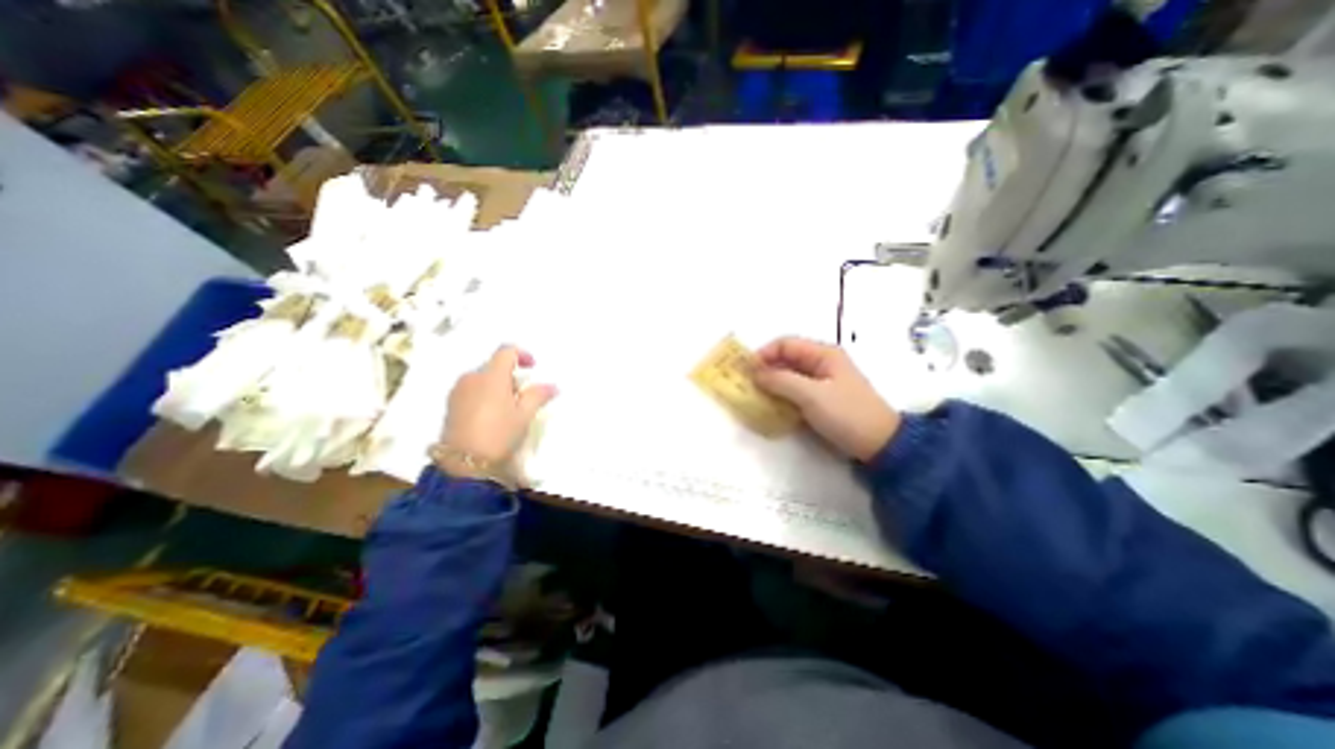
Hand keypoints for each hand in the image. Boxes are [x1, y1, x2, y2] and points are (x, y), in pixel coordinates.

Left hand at [441, 347, 558, 480]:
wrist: (463, 463)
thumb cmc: (499, 434)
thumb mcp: (524, 415)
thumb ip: (538, 396)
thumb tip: (552, 386)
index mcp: (492, 376)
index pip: (506, 351)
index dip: (522, 354)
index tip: (533, 367)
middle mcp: (472, 377)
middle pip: (494, 365)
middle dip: (511, 375)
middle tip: (523, 396)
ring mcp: (458, 390)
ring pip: (482, 378)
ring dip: (497, 385)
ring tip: (507, 409)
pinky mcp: (450, 404)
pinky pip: (471, 389)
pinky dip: (484, 394)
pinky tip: (491, 416)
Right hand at [755, 338, 900, 461]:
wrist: (879, 444)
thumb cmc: (846, 414)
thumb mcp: (811, 395)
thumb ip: (781, 381)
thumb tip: (755, 373)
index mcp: (823, 354)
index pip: (785, 344)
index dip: (764, 354)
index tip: (746, 370)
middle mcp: (821, 363)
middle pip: (786, 359)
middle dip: (765, 369)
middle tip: (746, 384)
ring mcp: (821, 381)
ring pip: (789, 375)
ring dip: (772, 383)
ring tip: (755, 395)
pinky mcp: (821, 398)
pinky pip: (795, 391)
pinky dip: (781, 395)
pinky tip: (771, 405)